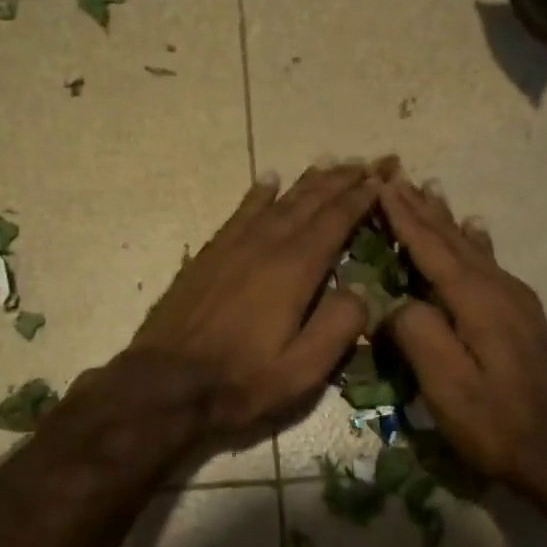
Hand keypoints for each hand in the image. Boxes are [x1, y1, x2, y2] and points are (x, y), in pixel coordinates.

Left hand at [128, 163, 381, 442]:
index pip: (335, 221)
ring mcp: (232, 247)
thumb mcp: (302, 370)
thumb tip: (361, 290)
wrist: (166, 383)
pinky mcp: (208, 255)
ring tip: (327, 163)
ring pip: (276, 203)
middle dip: (339, 180)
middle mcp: (265, 245)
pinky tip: (268, 181)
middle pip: (308, 202)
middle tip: (364, 162)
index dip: (360, 198)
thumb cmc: (241, 382)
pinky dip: (257, 194)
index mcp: (294, 270)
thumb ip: (338, 326)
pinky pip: (240, 213)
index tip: (381, 179)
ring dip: (305, 182)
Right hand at [377, 171, 546, 525]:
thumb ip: (418, 335)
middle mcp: (500, 290)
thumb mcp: (449, 389)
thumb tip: (396, 302)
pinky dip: (472, 241)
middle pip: (454, 240)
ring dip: (445, 219)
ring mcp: (516, 302)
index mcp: (479, 302)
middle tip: (396, 176)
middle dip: (422, 208)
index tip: (381, 185)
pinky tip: (475, 230)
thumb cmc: (499, 426)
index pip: (433, 249)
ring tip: (429, 191)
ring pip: (472, 248)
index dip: (405, 218)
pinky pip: (488, 264)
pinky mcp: (522, 318)